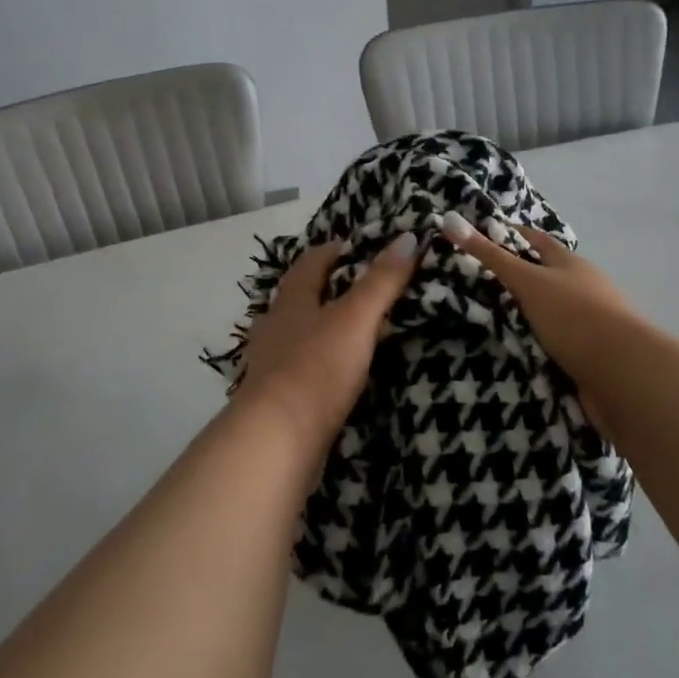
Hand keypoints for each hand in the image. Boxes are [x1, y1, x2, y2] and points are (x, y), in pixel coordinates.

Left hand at [236, 234, 419, 455]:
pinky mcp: (276, 401)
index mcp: (291, 302)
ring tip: (351, 330)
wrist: (277, 441)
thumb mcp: (356, 318)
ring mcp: (270, 366)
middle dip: (323, 289)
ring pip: (296, 335)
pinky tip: (334, 375)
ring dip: (319, 328)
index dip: (330, 251)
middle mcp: (275, 328)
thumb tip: (408, 237)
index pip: (309, 264)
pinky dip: (318, 364)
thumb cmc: (316, 368)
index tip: (353, 245)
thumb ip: (381, 281)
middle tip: (358, 286)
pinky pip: (299, 371)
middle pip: (298, 299)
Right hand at [439, 213, 643, 426]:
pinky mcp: (589, 355)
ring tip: (492, 318)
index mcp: (572, 264)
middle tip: (480, 279)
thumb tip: (449, 220)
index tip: (485, 234)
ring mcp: (590, 324)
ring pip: (553, 312)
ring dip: (529, 314)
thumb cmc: (574, 316)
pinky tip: (518, 350)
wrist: (621, 374)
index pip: (538, 241)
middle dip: (520, 276)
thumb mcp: (527, 281)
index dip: (514, 235)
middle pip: (548, 276)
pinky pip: (556, 343)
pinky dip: (538, 343)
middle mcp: (584, 288)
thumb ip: (490, 256)